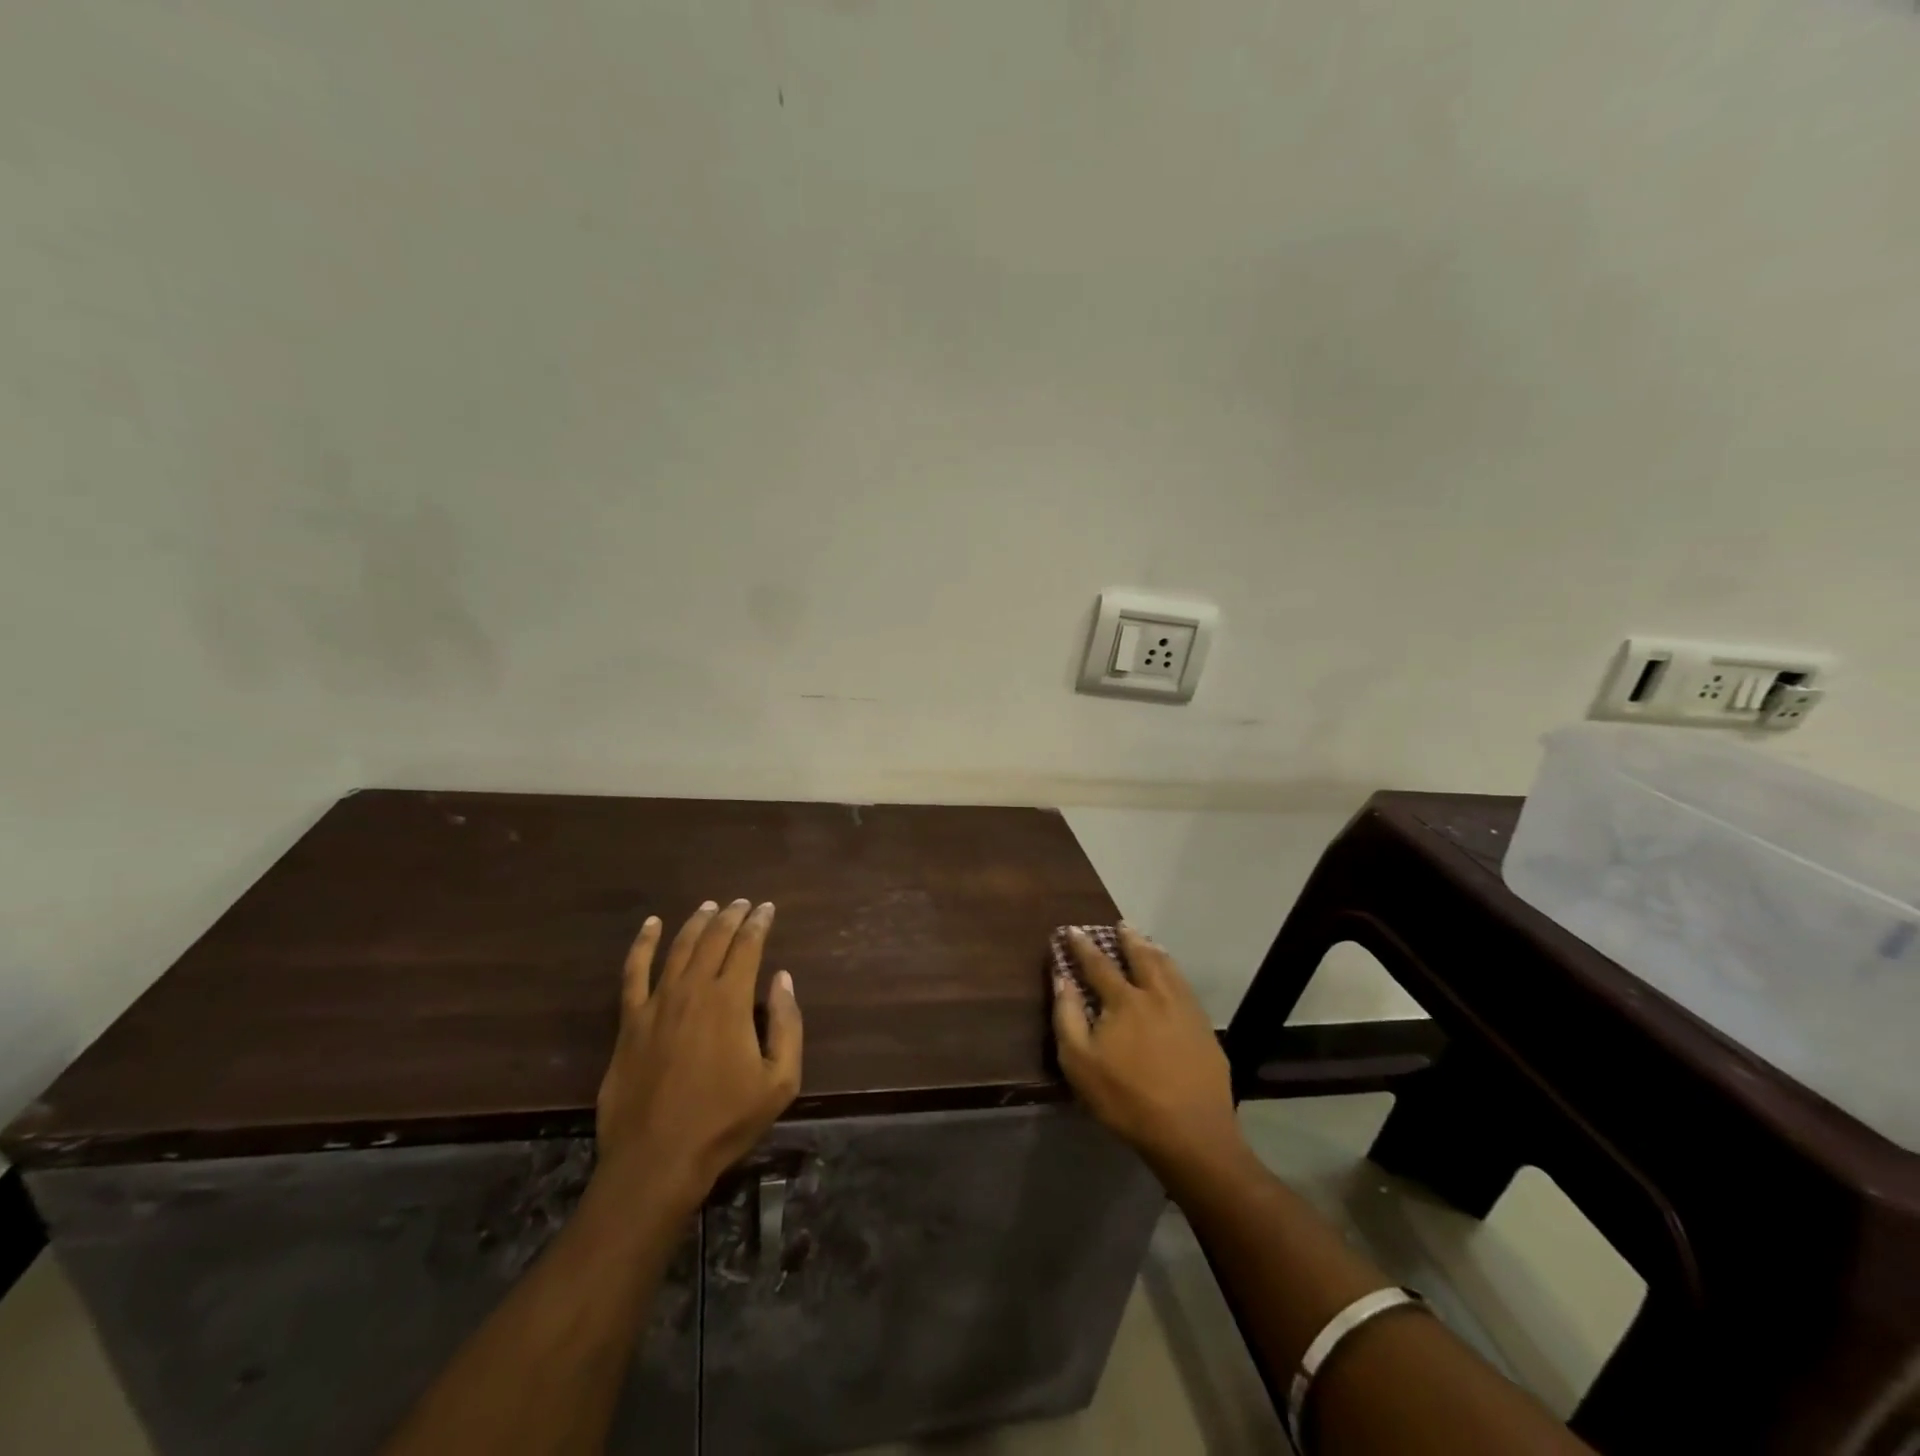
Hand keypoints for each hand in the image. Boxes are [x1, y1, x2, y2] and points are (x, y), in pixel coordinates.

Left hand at [594, 900, 802, 1212]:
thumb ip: (787, 1025)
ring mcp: (657, 1003)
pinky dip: (643, 944)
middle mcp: (694, 990)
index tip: (767, 908)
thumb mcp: (779, 1081)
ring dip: (697, 923)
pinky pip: (633, 972)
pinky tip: (651, 925)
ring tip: (710, 907)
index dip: (759, 923)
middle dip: (732, 916)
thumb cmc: (725, 1121)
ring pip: (679, 948)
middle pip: (714, 939)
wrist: (657, 1159)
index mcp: (731, 1001)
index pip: (748, 946)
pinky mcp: (630, 1021)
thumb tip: (782, 978)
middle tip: (743, 903)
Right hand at [1052, 925, 1241, 1177]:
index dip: (1083, 946)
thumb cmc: (1126, 1099)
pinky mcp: (1204, 1029)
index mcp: (1124, 1000)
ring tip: (1147, 941)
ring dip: (1154, 951)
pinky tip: (1174, 977)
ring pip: (1168, 968)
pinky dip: (1175, 972)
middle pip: (1141, 957)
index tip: (1072, 930)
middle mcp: (1156, 995)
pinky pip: (1186, 987)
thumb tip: (1062, 978)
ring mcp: (1185, 1010)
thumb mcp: (1080, 1063)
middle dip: (1127, 939)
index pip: (1098, 964)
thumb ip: (1067, 1016)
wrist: (1191, 1133)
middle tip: (1120, 924)